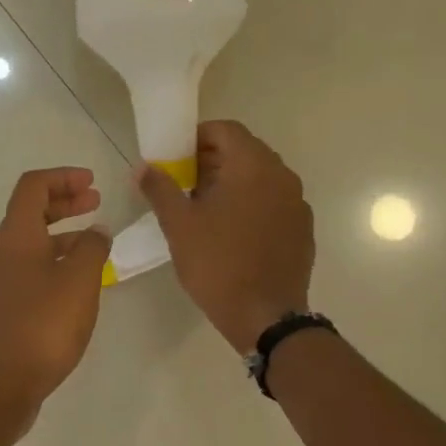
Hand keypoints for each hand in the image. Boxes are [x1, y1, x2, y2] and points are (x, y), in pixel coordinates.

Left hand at [0, 167, 112, 414]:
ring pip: (30, 243)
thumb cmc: (43, 325)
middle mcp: (0, 252)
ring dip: (61, 234)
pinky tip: (76, 281)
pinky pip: (29, 269)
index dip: (63, 177)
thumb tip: (96, 232)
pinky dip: (53, 261)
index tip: (93, 183)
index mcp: (15, 236)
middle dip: (64, 202)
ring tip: (95, 242)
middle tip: (96, 202)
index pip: (33, 186)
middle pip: (29, 212)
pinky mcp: (2, 307)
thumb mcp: (79, 280)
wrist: (2, 381)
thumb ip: (92, 248)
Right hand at [135, 121, 314, 352]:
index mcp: (252, 167)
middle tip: (184, 183)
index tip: (175, 157)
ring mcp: (297, 202)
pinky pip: (273, 202)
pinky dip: (251, 204)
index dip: (197, 137)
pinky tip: (232, 232)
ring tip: (205, 209)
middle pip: (245, 151)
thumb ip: (160, 189)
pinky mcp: (301, 228)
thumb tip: (143, 167)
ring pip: (260, 177)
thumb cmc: (217, 264)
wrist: (265, 316)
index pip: (226, 130)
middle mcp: (282, 176)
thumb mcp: (179, 225)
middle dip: (213, 160)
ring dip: (232, 182)